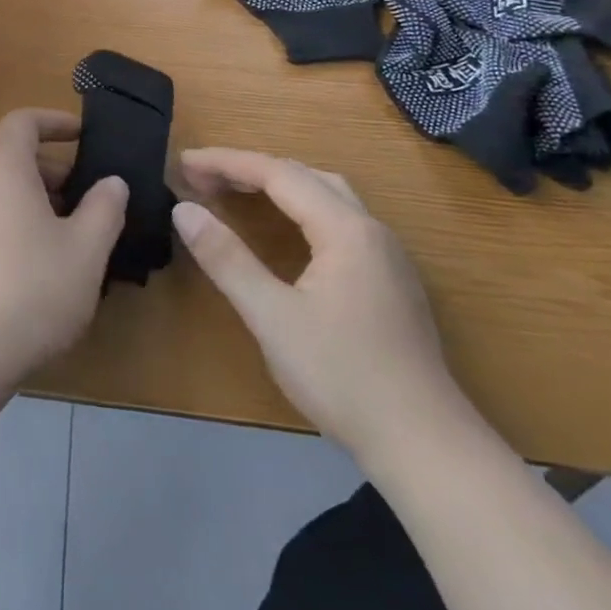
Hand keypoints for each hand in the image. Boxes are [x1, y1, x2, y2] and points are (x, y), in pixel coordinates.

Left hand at [0, 109, 127, 390]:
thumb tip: (111, 182)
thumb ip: (104, 208)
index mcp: (0, 165)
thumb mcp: (85, 249)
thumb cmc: (30, 288)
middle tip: (90, 198)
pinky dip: (13, 221)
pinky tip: (38, 265)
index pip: (23, 121)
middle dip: (53, 169)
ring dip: (36, 199)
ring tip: (71, 236)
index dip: (55, 121)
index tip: (84, 134)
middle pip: (11, 156)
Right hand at [171, 150, 463, 463]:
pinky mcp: (391, 281)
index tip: (183, 162)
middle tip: (202, 177)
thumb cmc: (343, 376)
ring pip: (327, 195)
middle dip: (249, 169)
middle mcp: (371, 230)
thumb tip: (183, 210)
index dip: (226, 162)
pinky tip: (285, 230)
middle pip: (304, 176)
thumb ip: (226, 258)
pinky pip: (338, 219)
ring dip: (277, 184)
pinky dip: (299, 207)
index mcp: (346, 229)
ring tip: (235, 192)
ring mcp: (387, 256)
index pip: (278, 173)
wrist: (426, 447)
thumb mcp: (272, 317)